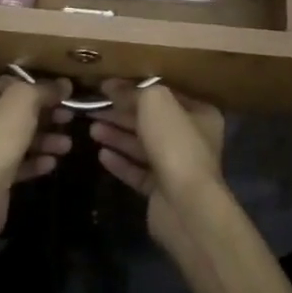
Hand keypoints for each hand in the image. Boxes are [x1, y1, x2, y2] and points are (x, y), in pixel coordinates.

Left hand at [0, 77, 73, 242]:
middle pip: (16, 111)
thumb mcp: (22, 101)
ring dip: (45, 139)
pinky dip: (36, 161)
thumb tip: (65, 84)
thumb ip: (44, 89)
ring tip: (67, 145)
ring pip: (20, 138)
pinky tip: (53, 163)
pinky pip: (18, 163)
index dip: (37, 85)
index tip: (62, 92)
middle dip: (46, 115)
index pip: (9, 83)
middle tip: (70, 116)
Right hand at [88, 81, 225, 246]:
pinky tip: (101, 155)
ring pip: (142, 146)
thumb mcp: (155, 102)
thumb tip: (111, 86)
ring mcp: (177, 167)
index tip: (107, 86)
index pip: (164, 95)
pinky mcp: (162, 192)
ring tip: (92, 129)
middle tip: (93, 108)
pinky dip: (121, 162)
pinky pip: (138, 171)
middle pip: (150, 121)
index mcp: (199, 114)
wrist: (186, 206)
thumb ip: (133, 91)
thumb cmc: (175, 144)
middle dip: (121, 114)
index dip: (135, 88)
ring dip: (117, 136)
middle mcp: (191, 139)